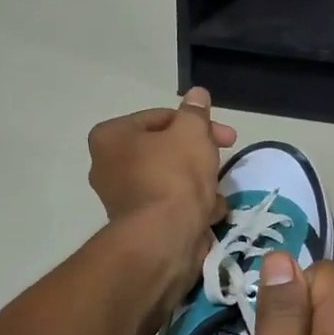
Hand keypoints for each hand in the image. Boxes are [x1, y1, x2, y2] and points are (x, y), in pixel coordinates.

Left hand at [87, 87, 237, 293]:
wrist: (165, 239)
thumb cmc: (174, 176)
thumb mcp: (192, 133)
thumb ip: (195, 113)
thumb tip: (196, 95)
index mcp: (110, 138)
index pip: (159, 118)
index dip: (196, 123)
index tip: (226, 136)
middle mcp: (107, 167)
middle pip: (164, 150)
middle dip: (198, 155)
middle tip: (225, 157)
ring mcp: (122, 199)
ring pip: (170, 180)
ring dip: (198, 183)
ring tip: (216, 192)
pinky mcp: (139, 226)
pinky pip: (169, 206)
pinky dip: (190, 207)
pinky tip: (208, 213)